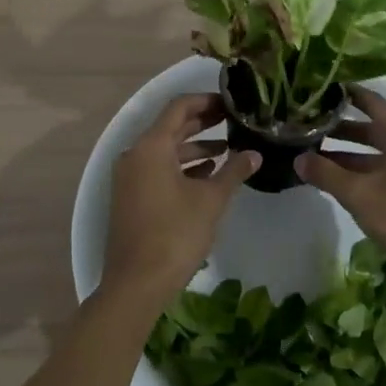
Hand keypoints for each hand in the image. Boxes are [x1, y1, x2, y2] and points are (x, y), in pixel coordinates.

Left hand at [106, 94, 256, 311]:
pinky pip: (157, 170)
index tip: (231, 103)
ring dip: (194, 148)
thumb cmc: (175, 234)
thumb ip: (233, 171)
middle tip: (233, 121)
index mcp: (151, 147)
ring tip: (227, 150)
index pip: (179, 107)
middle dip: (202, 123)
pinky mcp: (131, 197)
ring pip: (165, 151)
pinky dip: (181, 167)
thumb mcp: (211, 200)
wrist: (136, 284)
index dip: (205, 101)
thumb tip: (255, 154)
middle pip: (171, 127)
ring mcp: (130, 177)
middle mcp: (135, 155)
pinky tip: (207, 176)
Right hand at [296, 87, 385, 285]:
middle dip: (342, 128)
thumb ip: (326, 174)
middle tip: (310, 126)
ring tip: (318, 156)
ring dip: (351, 153)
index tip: (322, 89)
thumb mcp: (359, 195)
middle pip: (374, 128)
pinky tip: (344, 182)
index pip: (372, 102)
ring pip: (380, 151)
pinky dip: (366, 169)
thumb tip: (297, 159)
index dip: (348, 94)